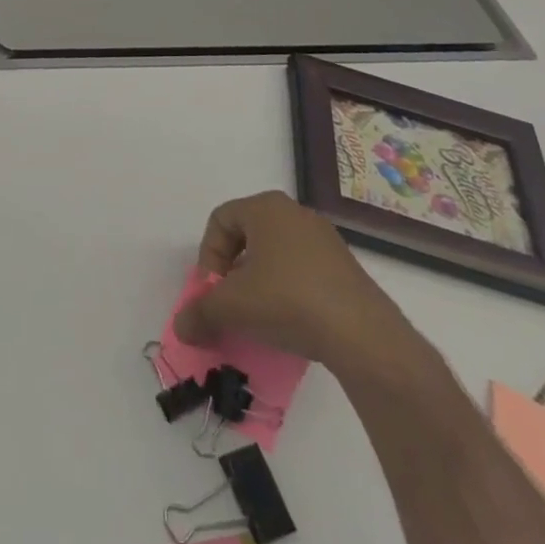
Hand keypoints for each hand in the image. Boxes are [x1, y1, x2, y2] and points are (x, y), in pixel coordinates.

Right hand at [174, 191, 413, 376]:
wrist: (364, 336)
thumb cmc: (287, 301)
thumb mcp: (232, 307)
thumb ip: (200, 312)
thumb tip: (180, 328)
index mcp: (266, 207)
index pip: (220, 220)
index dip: (208, 255)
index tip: (214, 289)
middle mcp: (296, 214)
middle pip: (248, 236)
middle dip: (233, 270)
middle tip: (232, 302)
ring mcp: (326, 240)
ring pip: (276, 255)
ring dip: (260, 282)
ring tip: (260, 317)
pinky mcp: (347, 269)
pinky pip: (304, 272)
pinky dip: (289, 292)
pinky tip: (291, 323)